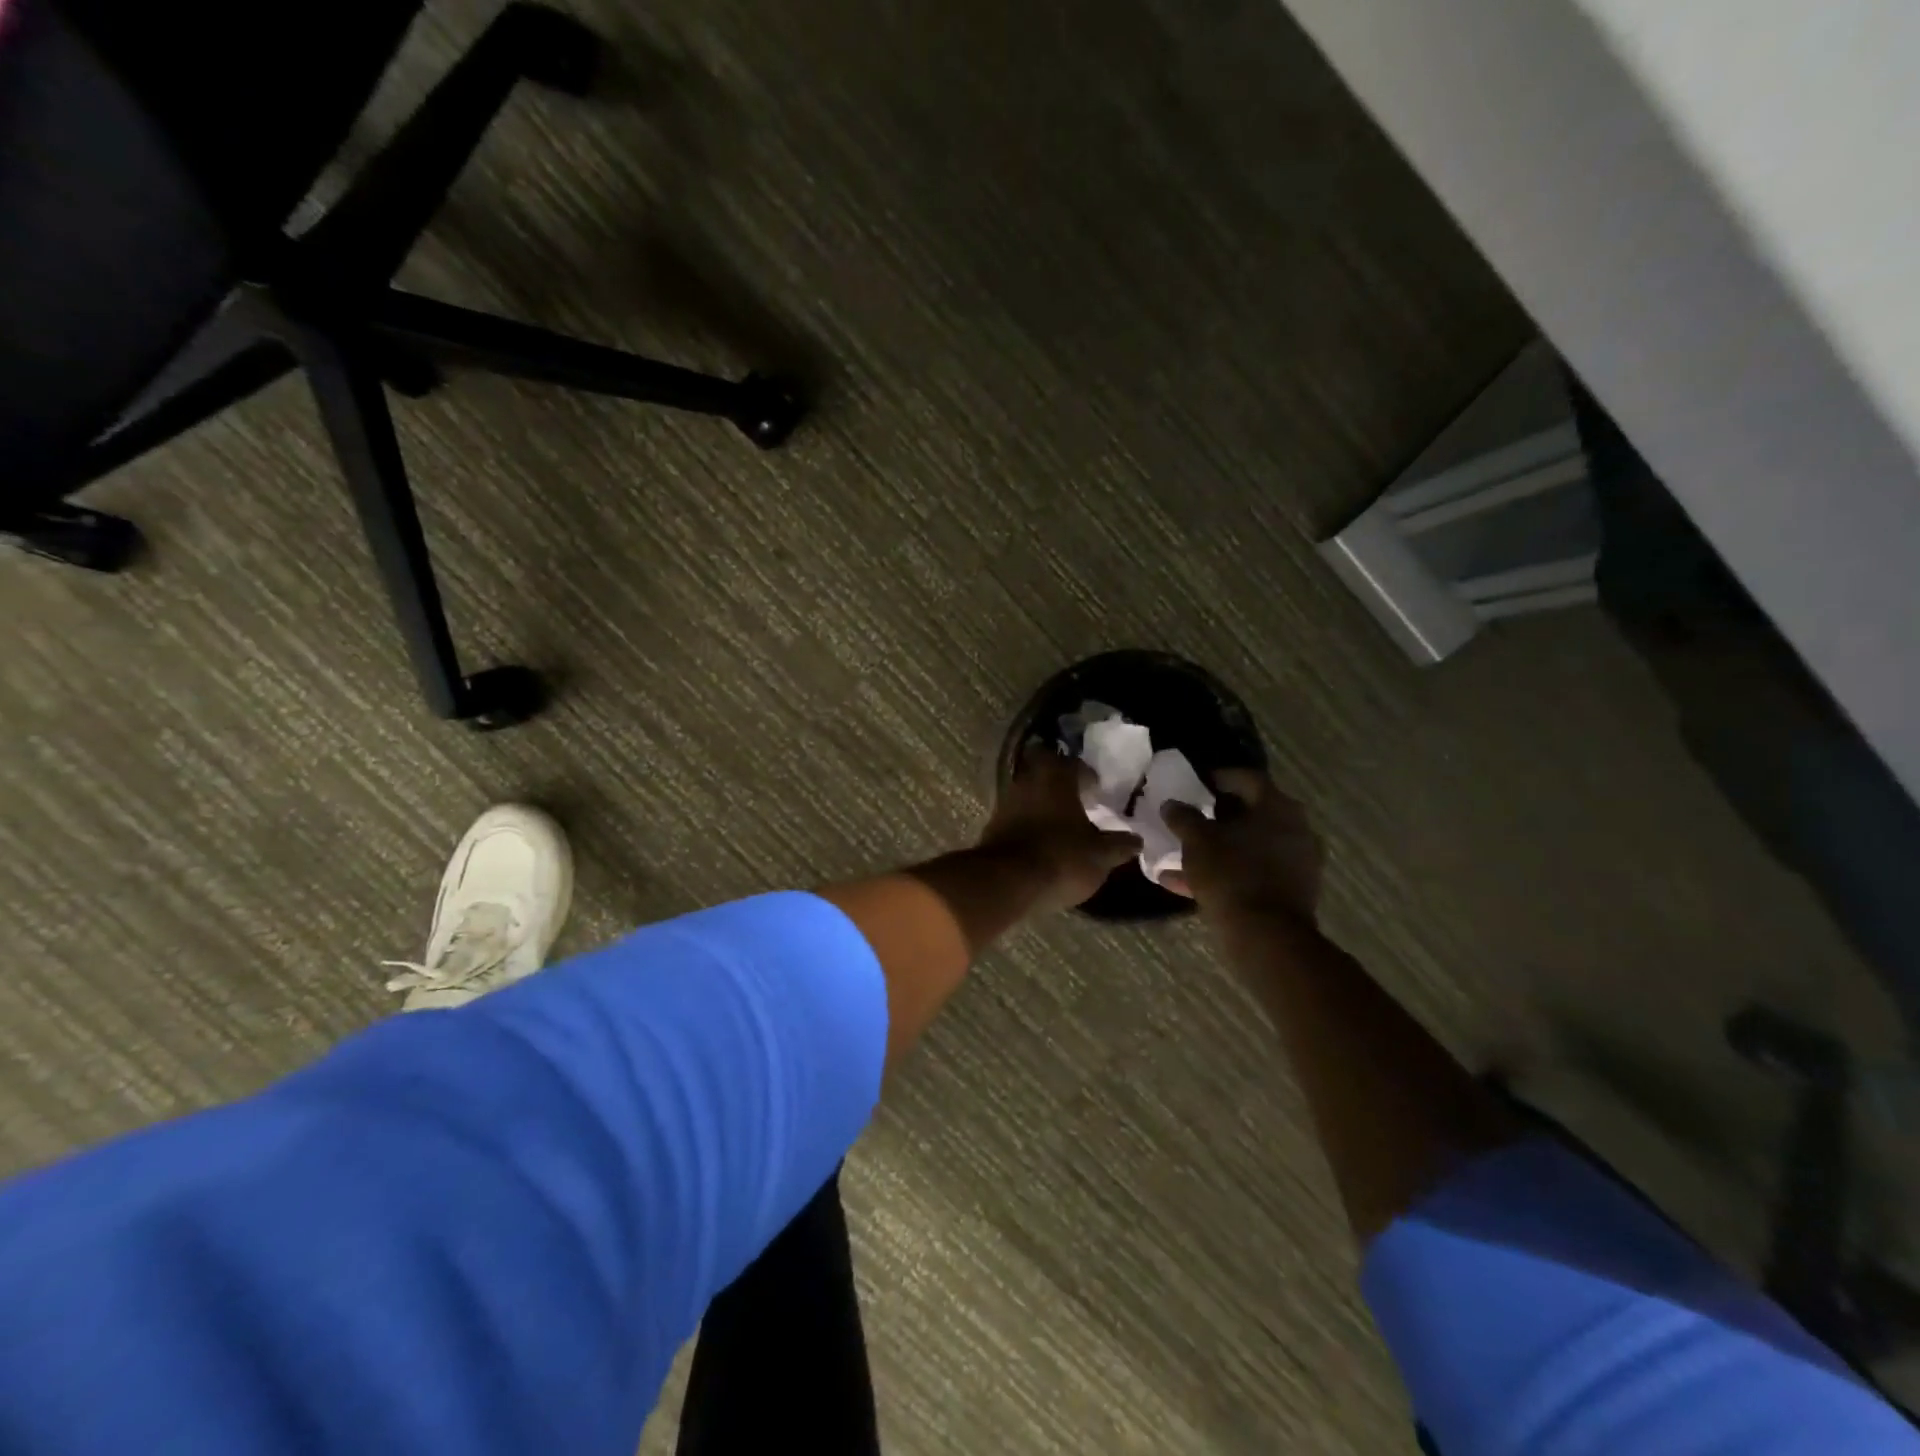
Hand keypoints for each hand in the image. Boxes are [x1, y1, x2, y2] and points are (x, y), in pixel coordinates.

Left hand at [981, 742, 1142, 912]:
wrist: (1006, 882)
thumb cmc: (1061, 858)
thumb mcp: (1100, 856)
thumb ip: (1119, 845)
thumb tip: (1137, 840)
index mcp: (1056, 778)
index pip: (1073, 763)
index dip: (1087, 774)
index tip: (1098, 789)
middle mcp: (1028, 781)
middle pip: (1044, 771)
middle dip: (1059, 782)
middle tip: (1077, 799)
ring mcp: (1006, 802)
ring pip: (1028, 792)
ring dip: (1043, 803)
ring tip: (1061, 823)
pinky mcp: (993, 825)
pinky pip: (1016, 815)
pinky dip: (1029, 822)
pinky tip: (1041, 840)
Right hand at [1161, 768, 1322, 923]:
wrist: (1266, 936)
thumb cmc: (1231, 874)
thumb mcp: (1197, 841)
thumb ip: (1183, 817)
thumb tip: (1172, 804)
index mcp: (1277, 807)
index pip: (1246, 778)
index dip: (1218, 777)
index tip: (1195, 784)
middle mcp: (1295, 829)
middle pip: (1251, 813)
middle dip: (1217, 816)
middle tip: (1191, 818)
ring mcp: (1297, 862)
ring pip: (1249, 846)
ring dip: (1218, 848)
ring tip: (1183, 856)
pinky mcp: (1292, 891)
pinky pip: (1253, 872)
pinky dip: (1227, 873)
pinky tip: (1189, 885)